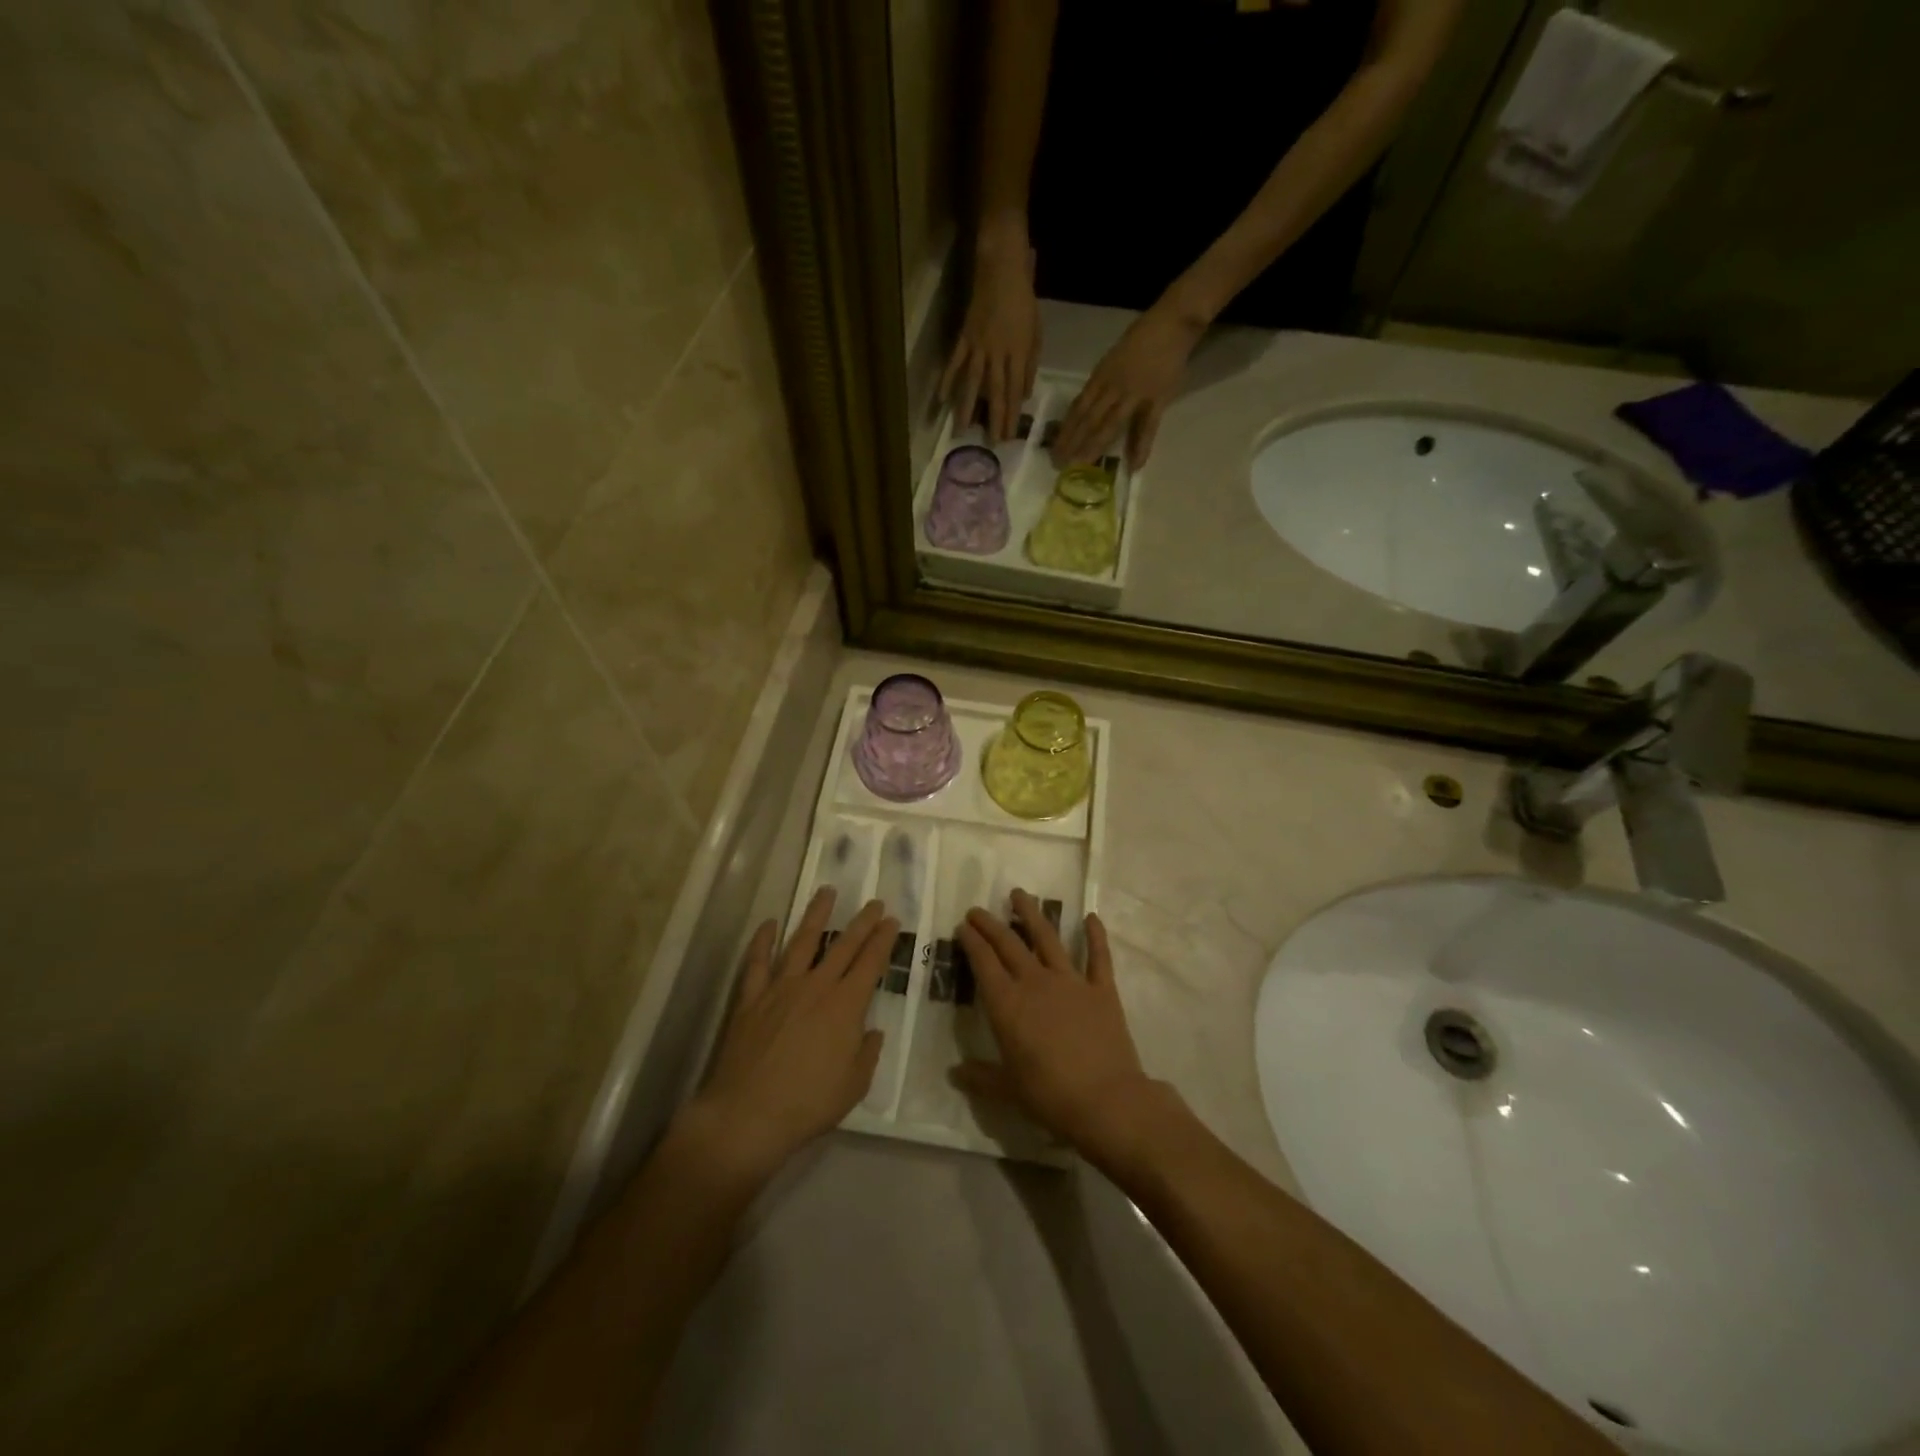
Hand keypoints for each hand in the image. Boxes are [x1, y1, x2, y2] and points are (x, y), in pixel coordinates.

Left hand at [682, 890, 897, 1182]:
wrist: (748, 1115)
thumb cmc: (808, 1104)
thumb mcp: (854, 1085)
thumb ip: (867, 1053)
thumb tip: (872, 1031)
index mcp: (846, 1005)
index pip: (871, 962)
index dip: (883, 940)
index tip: (892, 921)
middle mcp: (816, 986)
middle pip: (843, 945)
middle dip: (862, 922)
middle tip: (874, 902)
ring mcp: (780, 988)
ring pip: (802, 942)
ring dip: (816, 915)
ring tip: (826, 892)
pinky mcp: (751, 999)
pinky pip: (757, 963)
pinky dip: (762, 941)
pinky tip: (769, 924)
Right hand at [941, 236, 1040, 443]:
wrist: (1002, 267)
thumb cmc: (1023, 299)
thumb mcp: (1036, 331)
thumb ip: (1030, 364)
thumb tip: (1024, 394)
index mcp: (1018, 352)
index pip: (1015, 390)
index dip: (1012, 415)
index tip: (1009, 436)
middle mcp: (998, 353)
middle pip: (995, 391)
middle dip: (994, 418)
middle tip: (991, 442)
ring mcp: (978, 345)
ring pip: (973, 382)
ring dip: (967, 408)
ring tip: (962, 430)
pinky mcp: (964, 336)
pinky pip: (955, 361)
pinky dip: (947, 379)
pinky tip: (941, 398)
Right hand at [951, 890, 1156, 1159]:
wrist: (1106, 1100)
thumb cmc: (1051, 1096)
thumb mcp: (1009, 1090)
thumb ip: (981, 1077)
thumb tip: (954, 1073)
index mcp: (1008, 1005)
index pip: (983, 964)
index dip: (972, 942)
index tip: (963, 926)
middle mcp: (1036, 983)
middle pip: (1009, 944)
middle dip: (990, 924)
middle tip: (978, 909)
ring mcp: (1071, 982)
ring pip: (1047, 938)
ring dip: (1032, 914)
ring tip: (1020, 894)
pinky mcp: (1102, 989)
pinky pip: (1098, 956)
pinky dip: (1095, 935)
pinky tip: (1091, 917)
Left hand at [1051, 304, 1203, 469]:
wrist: (1173, 323)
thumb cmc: (1141, 338)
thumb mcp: (1113, 359)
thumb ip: (1102, 383)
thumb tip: (1087, 406)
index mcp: (1101, 376)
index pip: (1078, 407)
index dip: (1066, 429)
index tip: (1054, 447)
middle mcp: (1113, 387)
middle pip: (1088, 419)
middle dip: (1073, 442)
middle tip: (1059, 463)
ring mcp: (1134, 394)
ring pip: (1110, 424)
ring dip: (1094, 446)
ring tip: (1082, 465)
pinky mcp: (1157, 399)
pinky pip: (1147, 427)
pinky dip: (1141, 447)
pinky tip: (1134, 465)